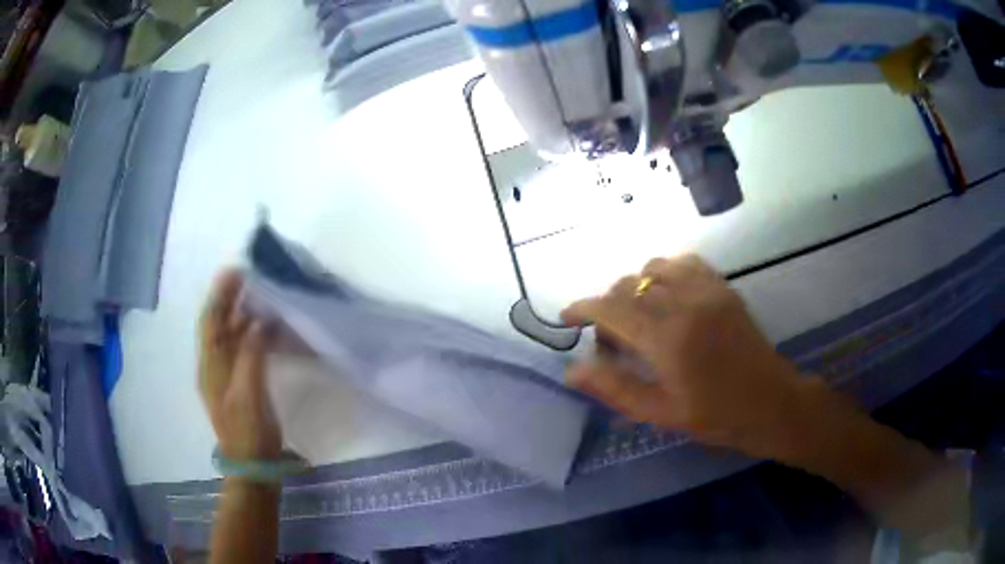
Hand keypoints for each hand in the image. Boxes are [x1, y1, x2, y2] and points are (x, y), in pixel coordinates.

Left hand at [199, 270, 281, 460]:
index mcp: (210, 367)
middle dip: (229, 300)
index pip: (210, 322)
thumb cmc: (248, 432)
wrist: (253, 466)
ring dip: (241, 316)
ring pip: (230, 337)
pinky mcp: (240, 385)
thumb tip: (259, 322)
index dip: (220, 295)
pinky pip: (243, 351)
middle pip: (218, 325)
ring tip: (260, 298)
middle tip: (249, 277)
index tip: (235, 272)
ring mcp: (226, 376)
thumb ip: (251, 356)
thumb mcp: (248, 395)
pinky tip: (266, 331)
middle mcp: (214, 366)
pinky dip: (252, 336)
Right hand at [562, 255, 803, 457]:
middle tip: (613, 340)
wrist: (771, 403)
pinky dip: (666, 273)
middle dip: (609, 306)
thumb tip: (573, 370)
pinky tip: (669, 297)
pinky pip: (685, 263)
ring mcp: (707, 291)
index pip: (611, 308)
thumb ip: (615, 387)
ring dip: (636, 287)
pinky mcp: (723, 288)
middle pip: (630, 286)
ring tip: (640, 316)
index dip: (582, 308)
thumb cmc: (716, 417)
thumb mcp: (660, 412)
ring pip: (655, 268)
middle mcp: (685, 304)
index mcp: (667, 339)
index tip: (567, 317)